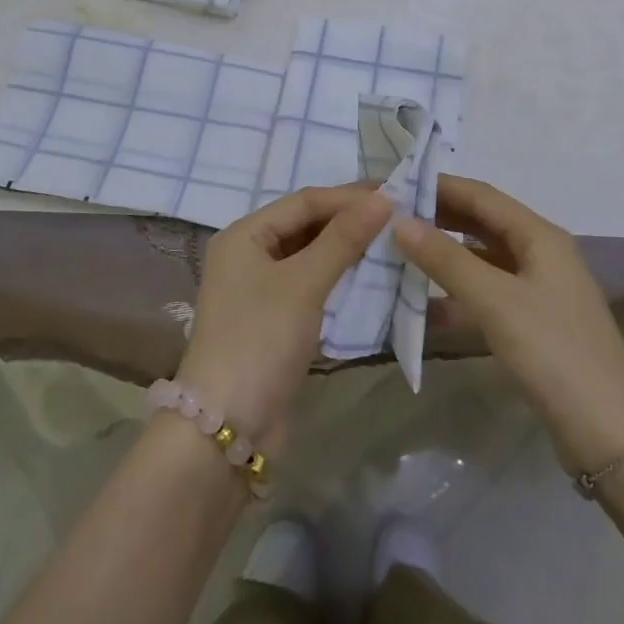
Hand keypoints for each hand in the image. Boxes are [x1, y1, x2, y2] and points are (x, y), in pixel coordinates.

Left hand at [175, 184, 389, 453]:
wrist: (226, 428)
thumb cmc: (261, 339)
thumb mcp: (304, 283)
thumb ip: (343, 239)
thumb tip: (384, 199)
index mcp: (244, 235)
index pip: (304, 202)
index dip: (348, 197)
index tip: (394, 195)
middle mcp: (247, 255)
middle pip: (305, 225)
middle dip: (348, 220)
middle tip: (396, 215)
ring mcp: (258, 290)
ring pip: (308, 255)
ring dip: (345, 248)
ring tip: (389, 241)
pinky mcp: (272, 321)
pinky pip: (309, 285)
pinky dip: (337, 277)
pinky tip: (367, 277)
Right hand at [393, 175, 623, 475]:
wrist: (611, 434)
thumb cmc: (554, 352)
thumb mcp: (495, 301)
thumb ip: (446, 259)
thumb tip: (399, 221)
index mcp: (539, 235)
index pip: (481, 195)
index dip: (439, 186)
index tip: (395, 185)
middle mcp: (540, 254)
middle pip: (481, 224)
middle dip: (438, 219)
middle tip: (389, 218)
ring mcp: (537, 291)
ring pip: (481, 261)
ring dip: (443, 257)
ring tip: (397, 255)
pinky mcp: (532, 325)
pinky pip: (486, 296)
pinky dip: (456, 296)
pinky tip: (422, 307)